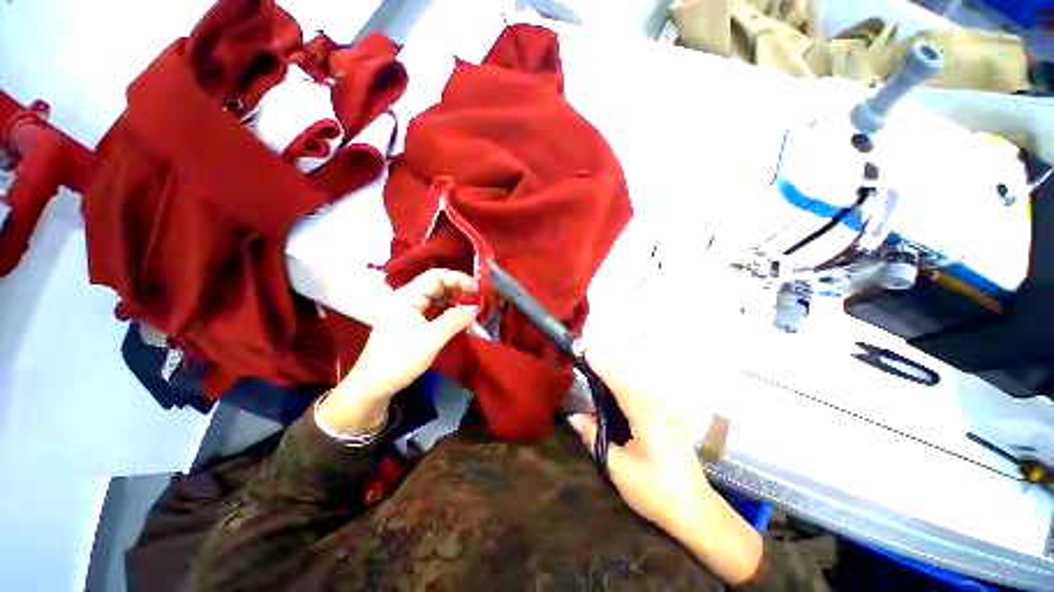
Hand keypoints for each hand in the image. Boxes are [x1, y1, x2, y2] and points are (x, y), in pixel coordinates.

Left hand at [317, 269, 477, 434]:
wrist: (374, 386)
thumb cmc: (399, 360)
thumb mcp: (430, 340)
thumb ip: (454, 320)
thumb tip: (475, 309)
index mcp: (407, 297)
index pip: (436, 276)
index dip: (458, 279)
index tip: (477, 290)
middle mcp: (409, 299)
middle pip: (438, 286)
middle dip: (460, 291)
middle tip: (479, 302)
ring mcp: (411, 312)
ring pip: (439, 300)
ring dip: (457, 304)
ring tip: (474, 312)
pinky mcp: (414, 323)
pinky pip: (436, 312)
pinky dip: (450, 315)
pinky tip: (462, 322)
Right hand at [566, 342, 762, 583]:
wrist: (695, 511)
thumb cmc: (655, 490)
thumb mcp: (617, 467)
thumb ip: (593, 437)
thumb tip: (574, 417)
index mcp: (645, 415)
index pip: (619, 382)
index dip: (602, 366)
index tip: (586, 350)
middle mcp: (656, 407)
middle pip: (626, 380)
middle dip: (605, 372)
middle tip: (585, 370)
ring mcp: (664, 412)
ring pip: (634, 388)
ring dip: (613, 385)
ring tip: (595, 396)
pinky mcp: (667, 419)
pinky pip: (640, 398)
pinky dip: (623, 394)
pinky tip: (613, 406)